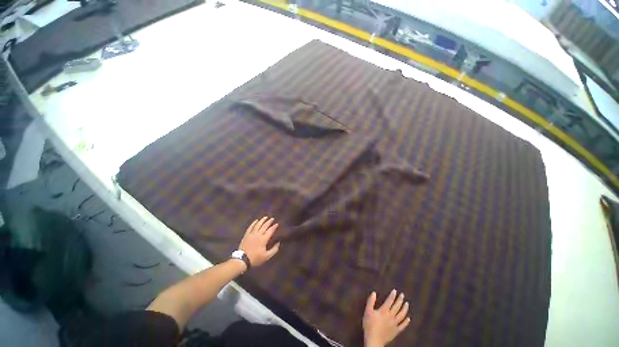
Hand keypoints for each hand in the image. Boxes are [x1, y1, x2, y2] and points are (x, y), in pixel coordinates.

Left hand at [238, 217, 280, 266]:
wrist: (242, 260)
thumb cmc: (255, 258)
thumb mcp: (266, 256)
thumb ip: (274, 250)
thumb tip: (278, 243)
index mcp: (264, 239)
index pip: (270, 230)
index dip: (274, 227)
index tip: (277, 224)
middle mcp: (258, 234)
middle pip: (264, 226)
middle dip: (269, 222)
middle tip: (272, 218)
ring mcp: (252, 234)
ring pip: (258, 225)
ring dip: (262, 220)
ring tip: (265, 217)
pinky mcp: (246, 235)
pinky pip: (250, 227)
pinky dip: (253, 223)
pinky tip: (256, 221)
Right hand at [363, 290, 410, 346]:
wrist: (374, 340)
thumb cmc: (369, 325)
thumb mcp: (367, 311)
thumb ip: (371, 301)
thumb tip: (374, 293)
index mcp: (384, 311)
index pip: (389, 301)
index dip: (392, 295)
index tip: (395, 290)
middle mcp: (391, 316)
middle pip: (397, 307)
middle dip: (400, 300)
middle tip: (403, 295)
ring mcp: (394, 324)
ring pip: (401, 315)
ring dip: (405, 309)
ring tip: (407, 304)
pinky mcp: (396, 331)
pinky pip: (402, 326)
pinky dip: (406, 322)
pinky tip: (408, 318)